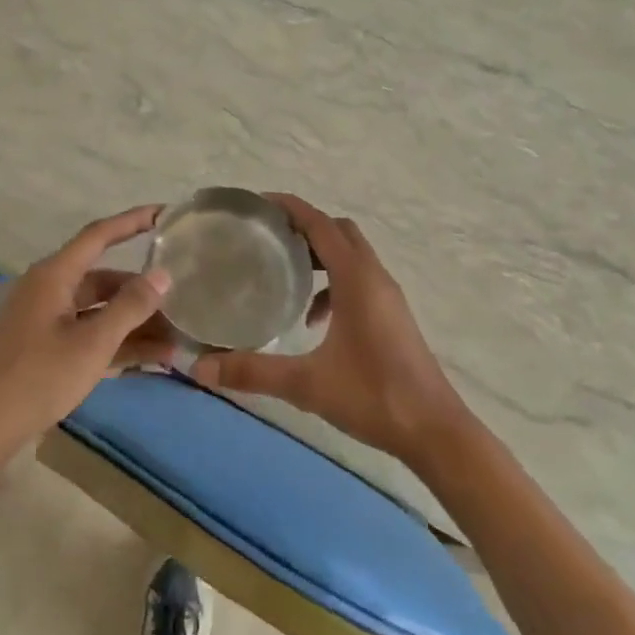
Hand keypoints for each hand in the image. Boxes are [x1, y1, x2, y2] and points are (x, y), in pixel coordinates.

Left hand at [0, 205, 175, 460]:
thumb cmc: (38, 377)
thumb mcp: (92, 343)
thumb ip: (130, 307)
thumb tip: (163, 274)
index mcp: (55, 275)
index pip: (100, 235)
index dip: (133, 221)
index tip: (165, 213)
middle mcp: (51, 290)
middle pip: (104, 279)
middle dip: (143, 292)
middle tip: (183, 301)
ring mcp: (48, 321)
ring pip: (100, 310)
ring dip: (135, 323)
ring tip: (176, 338)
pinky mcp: (47, 349)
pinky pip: (90, 334)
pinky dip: (118, 343)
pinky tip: (152, 358)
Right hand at [190, 195, 468, 466]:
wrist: (435, 431)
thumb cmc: (373, 396)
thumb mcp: (306, 384)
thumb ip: (252, 372)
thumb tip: (199, 369)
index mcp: (356, 278)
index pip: (320, 224)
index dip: (290, 207)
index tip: (257, 204)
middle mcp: (375, 276)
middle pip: (338, 231)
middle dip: (304, 227)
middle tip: (268, 238)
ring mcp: (388, 296)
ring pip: (352, 255)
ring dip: (321, 255)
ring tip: (285, 276)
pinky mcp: (393, 315)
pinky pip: (360, 280)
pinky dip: (334, 284)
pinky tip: (315, 322)